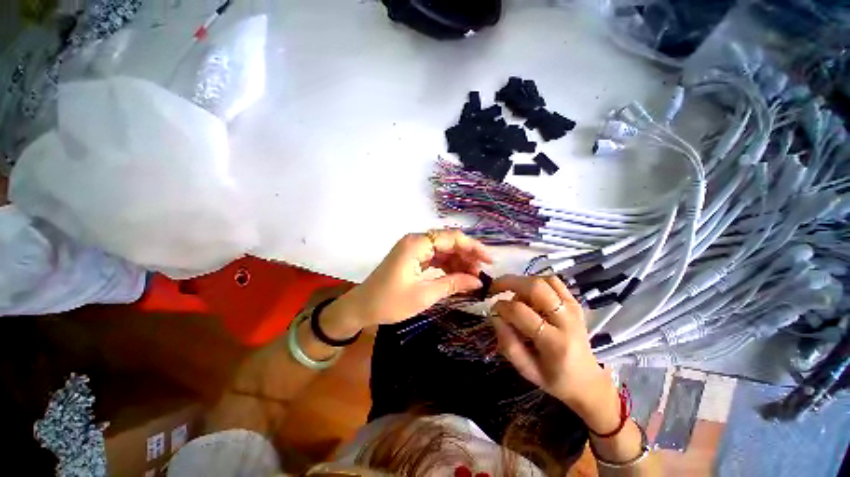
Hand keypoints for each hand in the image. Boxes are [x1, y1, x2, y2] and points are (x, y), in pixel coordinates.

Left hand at [324, 230, 492, 335]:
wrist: (362, 307)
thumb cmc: (390, 302)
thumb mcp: (424, 295)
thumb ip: (453, 284)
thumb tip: (478, 282)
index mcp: (417, 244)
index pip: (452, 238)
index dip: (473, 247)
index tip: (489, 260)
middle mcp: (416, 240)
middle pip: (448, 242)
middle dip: (467, 256)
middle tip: (481, 274)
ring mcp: (413, 248)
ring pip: (443, 250)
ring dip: (458, 262)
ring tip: (472, 278)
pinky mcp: (412, 257)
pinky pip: (435, 258)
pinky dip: (447, 266)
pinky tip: (458, 277)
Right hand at [489, 275, 618, 423]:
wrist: (587, 381)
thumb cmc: (554, 379)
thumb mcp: (526, 370)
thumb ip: (507, 342)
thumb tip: (495, 315)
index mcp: (554, 343)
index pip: (521, 312)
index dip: (502, 306)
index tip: (493, 310)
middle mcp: (567, 321)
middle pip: (536, 287)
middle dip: (509, 282)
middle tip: (494, 288)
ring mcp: (574, 309)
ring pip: (545, 280)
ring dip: (523, 282)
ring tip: (513, 293)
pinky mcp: (575, 303)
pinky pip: (554, 282)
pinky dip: (537, 281)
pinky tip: (528, 292)